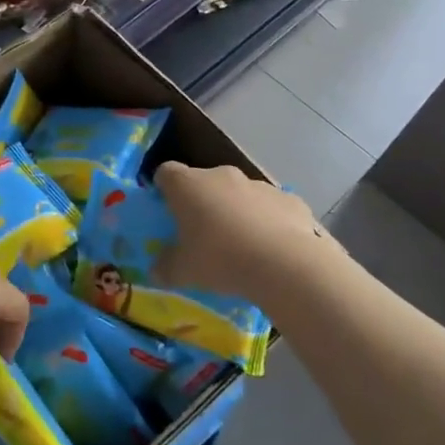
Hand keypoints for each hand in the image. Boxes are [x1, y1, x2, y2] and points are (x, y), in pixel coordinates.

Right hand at [152, 162, 335, 305]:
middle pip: (204, 182)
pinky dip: (267, 221)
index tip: (166, 210)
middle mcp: (221, 175)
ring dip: (235, 211)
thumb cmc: (220, 259)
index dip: (164, 189)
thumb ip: (165, 268)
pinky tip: (271, 248)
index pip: (166, 173)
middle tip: (202, 234)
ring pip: (239, 194)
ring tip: (240, 245)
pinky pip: (270, 207)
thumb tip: (156, 271)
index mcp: (188, 185)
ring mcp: (258, 184)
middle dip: (202, 203)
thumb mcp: (183, 272)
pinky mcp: (288, 199)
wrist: (284, 263)